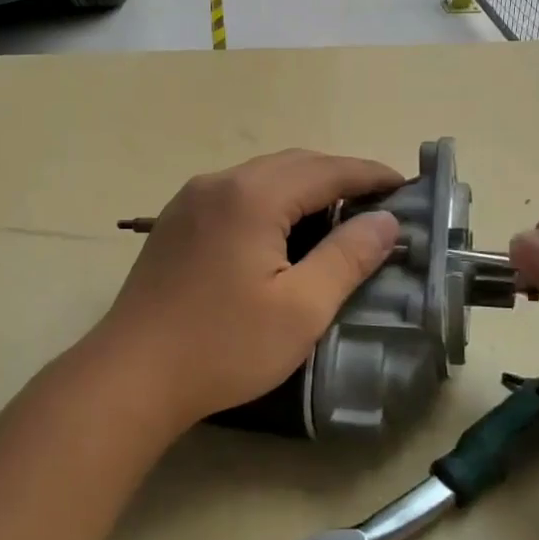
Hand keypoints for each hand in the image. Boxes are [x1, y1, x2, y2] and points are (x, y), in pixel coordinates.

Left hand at [91, 150, 402, 433]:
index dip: (370, 175)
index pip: (326, 170)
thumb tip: (386, 221)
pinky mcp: (175, 222)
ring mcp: (190, 200)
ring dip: (303, 187)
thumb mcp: (301, 309)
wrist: (132, 374)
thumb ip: (347, 257)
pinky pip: (235, 193)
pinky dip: (270, 200)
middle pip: (292, 164)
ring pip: (261, 176)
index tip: (406, 186)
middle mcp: (219, 183)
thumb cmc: (223, 346)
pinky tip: (280, 231)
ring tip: (336, 216)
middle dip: (338, 176)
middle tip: (376, 204)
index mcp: (253, 196)